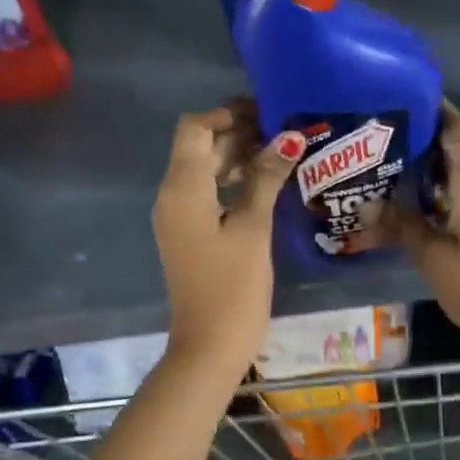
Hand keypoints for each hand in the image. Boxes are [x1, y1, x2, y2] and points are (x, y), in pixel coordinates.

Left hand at [153, 101, 303, 377]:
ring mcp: (179, 218)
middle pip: (199, 147)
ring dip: (237, 158)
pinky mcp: (189, 236)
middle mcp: (172, 196)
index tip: (267, 113)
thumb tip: (287, 138)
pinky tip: (265, 186)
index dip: (227, 114)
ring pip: (204, 171)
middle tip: (284, 132)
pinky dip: (232, 183)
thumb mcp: (253, 229)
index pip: (195, 128)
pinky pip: (207, 195)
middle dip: (237, 133)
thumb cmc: (233, 287)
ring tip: (282, 154)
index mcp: (182, 189)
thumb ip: (266, 179)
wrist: (209, 345)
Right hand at [390, 103, 459, 374]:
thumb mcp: (431, 255)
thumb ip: (402, 224)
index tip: (409, 100)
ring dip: (435, 176)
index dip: (438, 112)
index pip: (458, 131)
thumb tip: (368, 204)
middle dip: (426, 147)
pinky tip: (418, 208)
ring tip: (394, 175)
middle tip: (386, 144)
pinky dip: (446, 197)